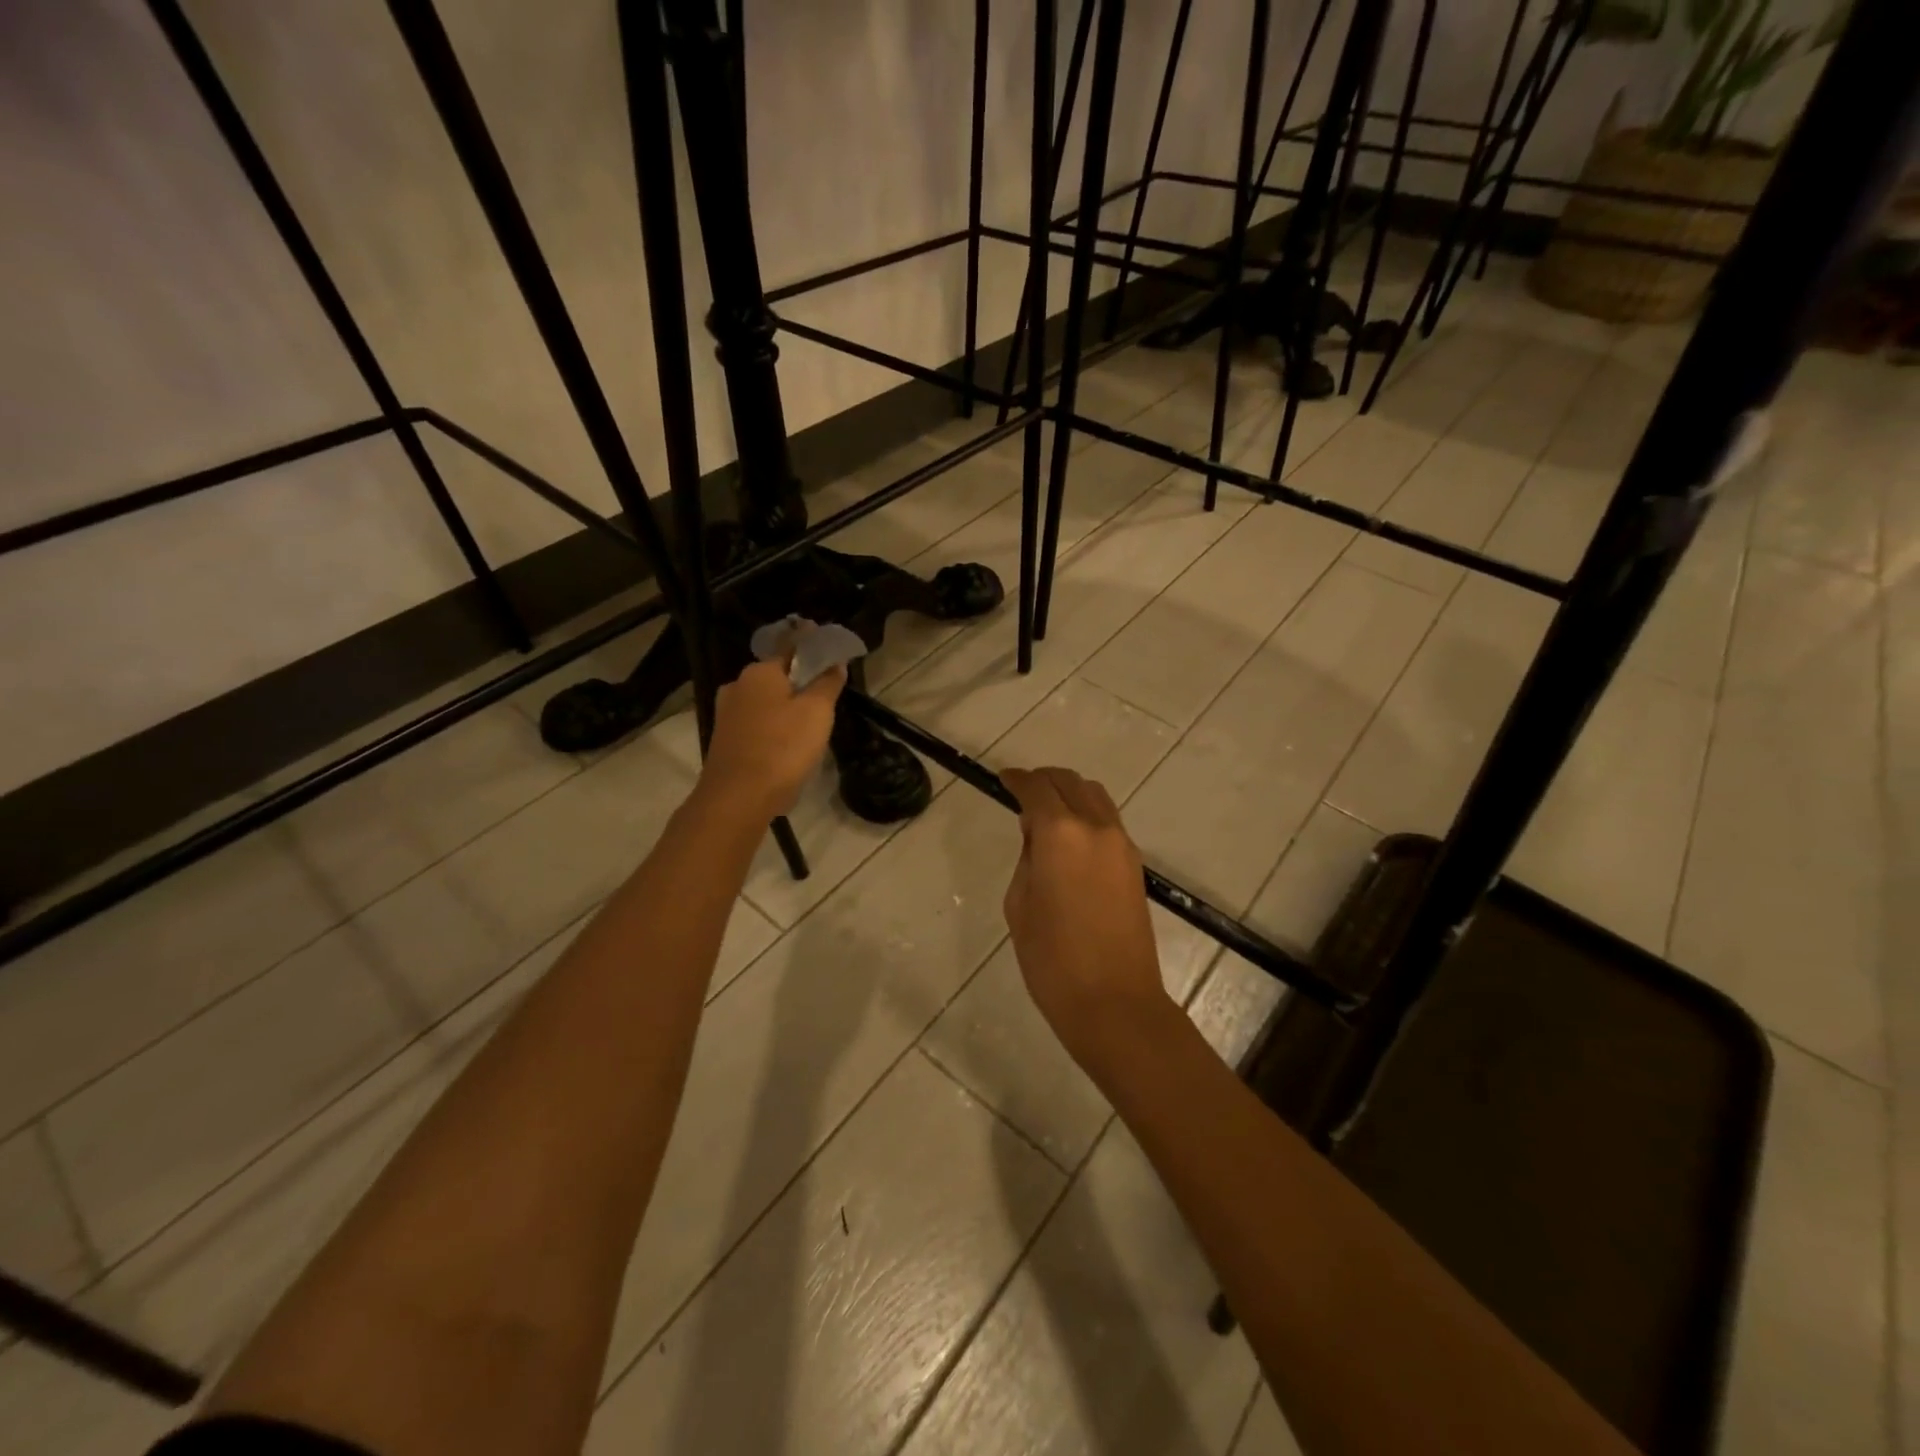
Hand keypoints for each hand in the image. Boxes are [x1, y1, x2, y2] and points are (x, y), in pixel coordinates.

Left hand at [701, 658, 845, 815]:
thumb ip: (828, 683)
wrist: (738, 798)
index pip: (791, 646)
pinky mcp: (725, 740)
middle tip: (827, 694)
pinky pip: (757, 724)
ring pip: (766, 701)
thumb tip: (835, 663)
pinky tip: (788, 744)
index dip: (813, 644)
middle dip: (800, 680)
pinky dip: (774, 727)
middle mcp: (738, 685)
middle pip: (777, 675)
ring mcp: (727, 714)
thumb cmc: (783, 747)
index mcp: (760, 671)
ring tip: (811, 724)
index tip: (830, 647)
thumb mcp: (818, 712)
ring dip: (787, 707)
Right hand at [1001, 766, 1174, 1082]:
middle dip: (1043, 780)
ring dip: (1069, 793)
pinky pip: (1108, 821)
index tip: (1003, 779)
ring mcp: (1122, 844)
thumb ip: (1028, 857)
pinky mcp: (1135, 864)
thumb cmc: (1052, 959)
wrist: (1114, 1002)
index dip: (1016, 779)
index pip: (1036, 788)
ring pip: (1095, 796)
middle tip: (1022, 791)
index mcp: (1061, 833)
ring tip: (1046, 813)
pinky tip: (1069, 838)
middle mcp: (1096, 827)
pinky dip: (1086, 814)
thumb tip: (1037, 834)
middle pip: (1070, 782)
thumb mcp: (1020, 904)